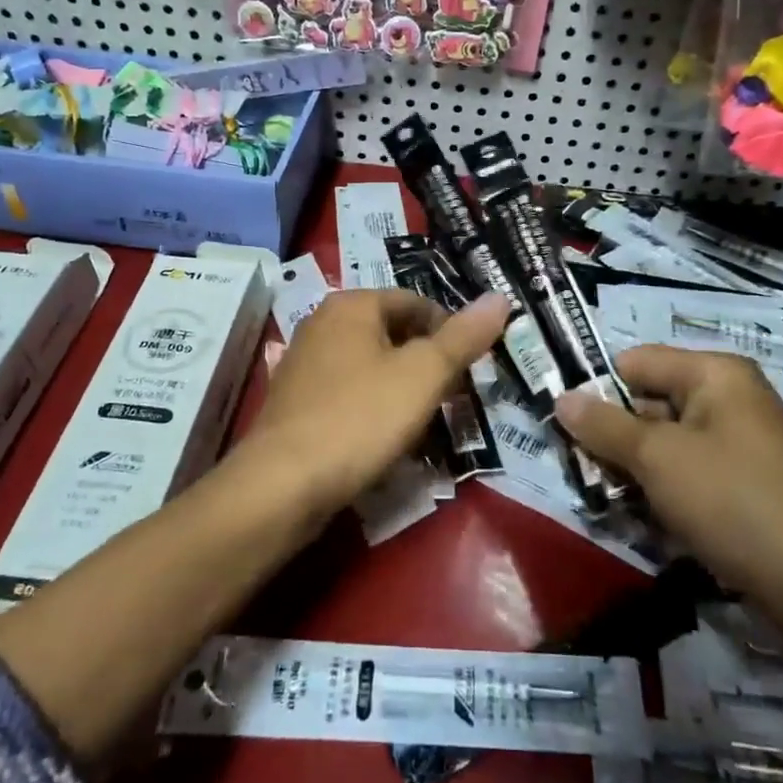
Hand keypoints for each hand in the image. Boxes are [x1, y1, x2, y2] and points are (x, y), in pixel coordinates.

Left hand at [250, 289, 508, 511]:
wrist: (282, 485)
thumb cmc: (359, 418)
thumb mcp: (423, 375)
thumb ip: (463, 337)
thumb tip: (500, 298)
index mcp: (351, 305)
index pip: (416, 302)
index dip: (451, 331)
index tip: (472, 368)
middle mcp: (322, 324)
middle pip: (392, 333)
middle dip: (427, 363)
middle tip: (453, 397)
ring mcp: (303, 364)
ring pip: (371, 365)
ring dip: (402, 388)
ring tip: (426, 421)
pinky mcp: (295, 403)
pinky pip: (348, 394)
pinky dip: (373, 408)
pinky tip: (385, 438)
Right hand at [554, 345, 782, 594]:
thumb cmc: (731, 500)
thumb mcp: (657, 458)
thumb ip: (604, 425)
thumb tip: (561, 398)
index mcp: (715, 373)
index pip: (636, 362)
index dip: (599, 389)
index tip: (566, 427)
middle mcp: (730, 399)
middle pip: (650, 401)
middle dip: (614, 436)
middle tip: (584, 471)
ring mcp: (740, 444)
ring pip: (666, 443)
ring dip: (635, 470)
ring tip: (612, 500)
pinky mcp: (745, 485)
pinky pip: (689, 474)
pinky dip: (664, 492)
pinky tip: (649, 521)